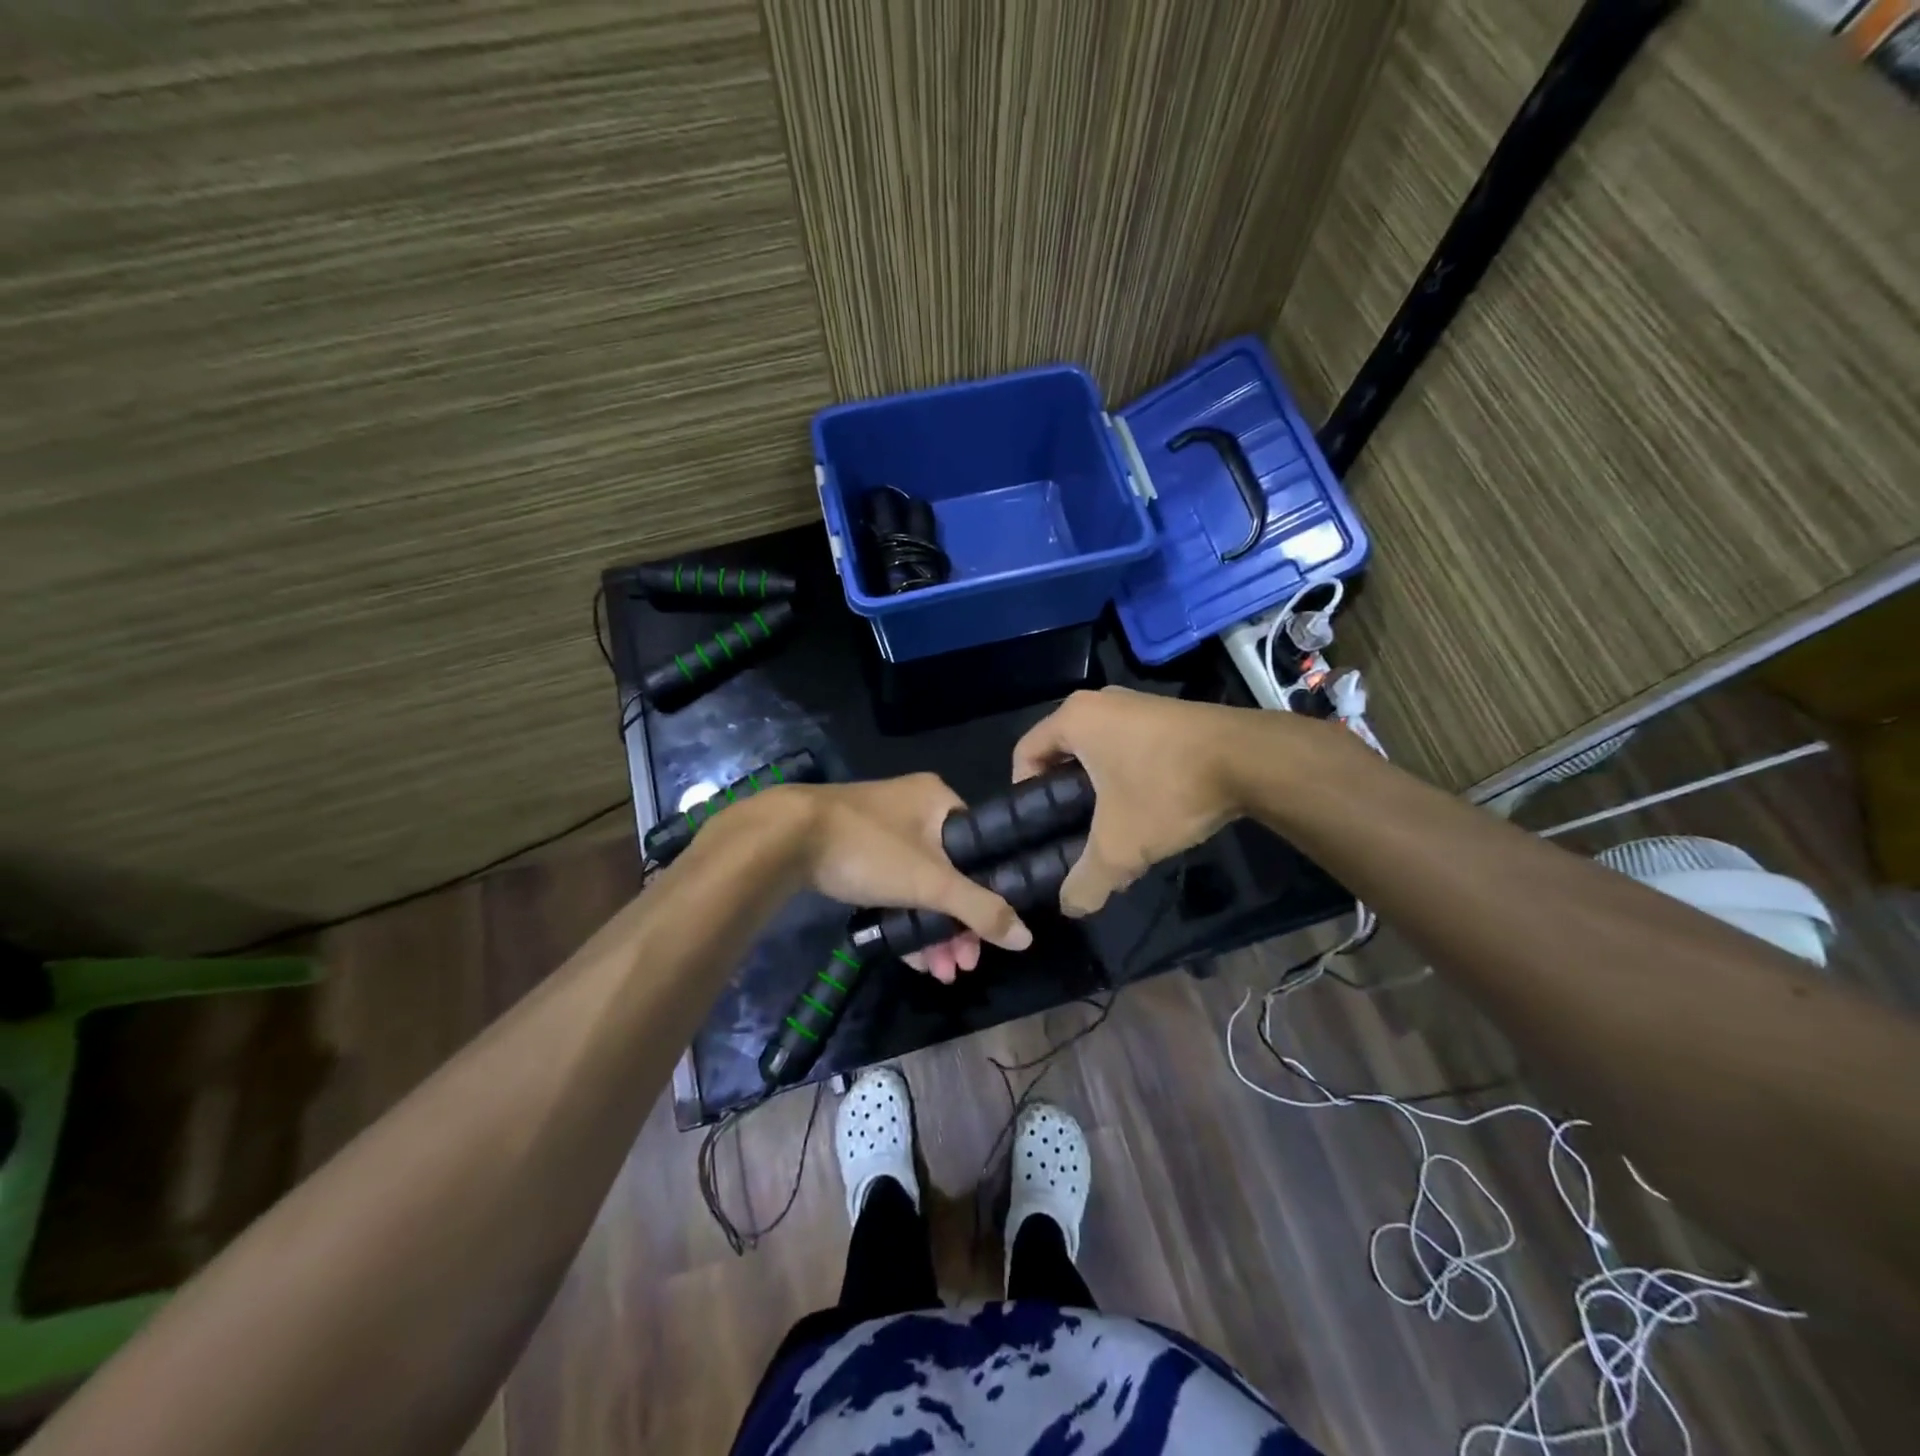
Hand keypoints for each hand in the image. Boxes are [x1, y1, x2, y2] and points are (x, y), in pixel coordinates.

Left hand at [775, 775, 1032, 981]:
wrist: (784, 838)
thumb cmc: (870, 849)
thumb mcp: (930, 882)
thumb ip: (980, 908)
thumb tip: (1027, 937)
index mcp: (939, 800)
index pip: (980, 849)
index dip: (988, 896)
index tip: (987, 938)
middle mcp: (915, 808)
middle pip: (951, 873)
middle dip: (957, 925)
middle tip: (961, 965)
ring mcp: (883, 828)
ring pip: (921, 884)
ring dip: (932, 929)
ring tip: (940, 973)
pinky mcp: (856, 848)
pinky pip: (893, 885)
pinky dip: (905, 918)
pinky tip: (913, 960)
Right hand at [1012, 687, 1257, 916]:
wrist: (1252, 760)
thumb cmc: (1167, 790)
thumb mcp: (1120, 846)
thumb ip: (1086, 881)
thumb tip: (1070, 907)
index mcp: (1074, 718)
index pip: (1025, 752)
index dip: (1024, 794)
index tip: (1041, 829)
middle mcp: (1100, 702)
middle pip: (1061, 753)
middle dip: (1065, 795)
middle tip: (1074, 834)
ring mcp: (1138, 704)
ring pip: (1099, 751)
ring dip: (1099, 788)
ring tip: (1115, 827)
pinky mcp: (1169, 715)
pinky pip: (1131, 746)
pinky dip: (1130, 776)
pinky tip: (1150, 809)